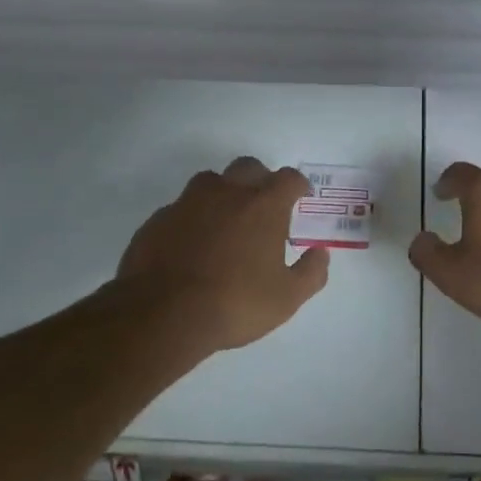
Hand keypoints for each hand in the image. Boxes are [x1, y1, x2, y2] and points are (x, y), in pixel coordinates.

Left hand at [117, 157, 328, 351]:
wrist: (162, 313)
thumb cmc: (235, 303)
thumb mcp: (286, 298)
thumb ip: (311, 273)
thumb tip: (321, 253)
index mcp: (263, 206)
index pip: (288, 179)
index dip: (297, 185)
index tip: (300, 196)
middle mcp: (227, 193)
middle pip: (248, 167)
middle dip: (261, 179)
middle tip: (264, 205)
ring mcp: (188, 202)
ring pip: (210, 181)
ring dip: (223, 192)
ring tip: (226, 219)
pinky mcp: (159, 219)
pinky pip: (181, 208)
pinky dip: (192, 218)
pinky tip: (192, 242)